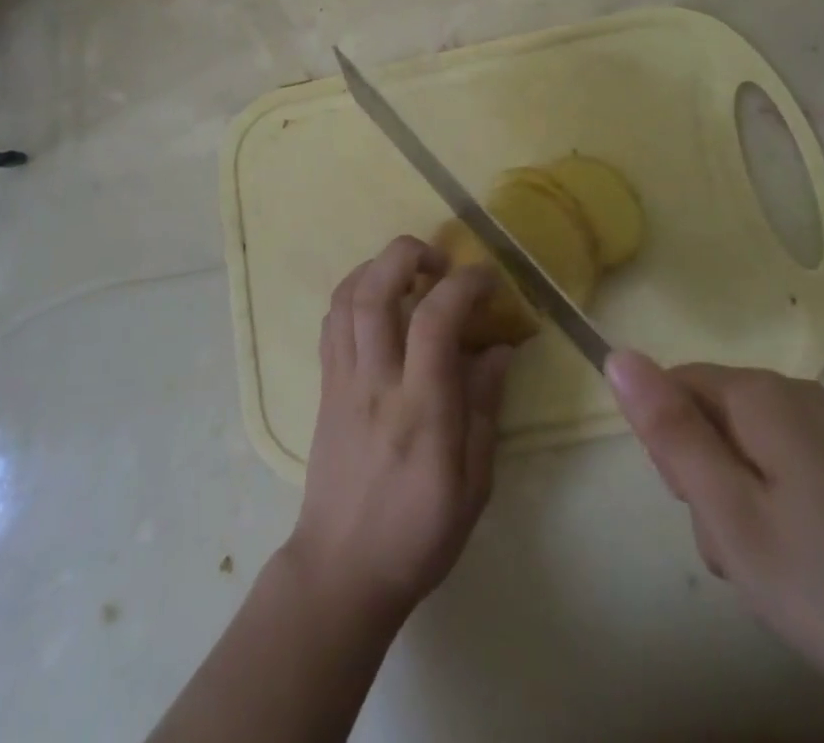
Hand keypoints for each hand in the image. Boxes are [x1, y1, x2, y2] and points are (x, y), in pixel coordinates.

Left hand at [284, 237, 514, 630]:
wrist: (341, 570)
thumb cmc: (418, 535)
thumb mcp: (474, 485)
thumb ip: (485, 408)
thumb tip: (499, 348)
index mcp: (420, 410)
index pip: (435, 320)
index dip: (464, 285)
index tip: (488, 279)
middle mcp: (375, 382)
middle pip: (375, 290)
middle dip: (407, 254)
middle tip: (440, 261)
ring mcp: (342, 379)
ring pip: (346, 297)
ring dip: (378, 266)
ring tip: (410, 273)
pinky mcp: (324, 385)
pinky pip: (332, 321)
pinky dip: (355, 293)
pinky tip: (379, 302)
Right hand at [606, 352, 823, 735]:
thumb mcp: (735, 518)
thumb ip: (671, 434)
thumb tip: (616, 354)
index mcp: (757, 395)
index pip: (671, 388)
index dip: (672, 450)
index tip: (705, 508)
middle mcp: (790, 394)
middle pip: (707, 418)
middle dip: (707, 483)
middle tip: (747, 550)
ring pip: (743, 451)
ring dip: (742, 506)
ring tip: (782, 571)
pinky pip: (782, 469)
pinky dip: (779, 514)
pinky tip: (812, 568)